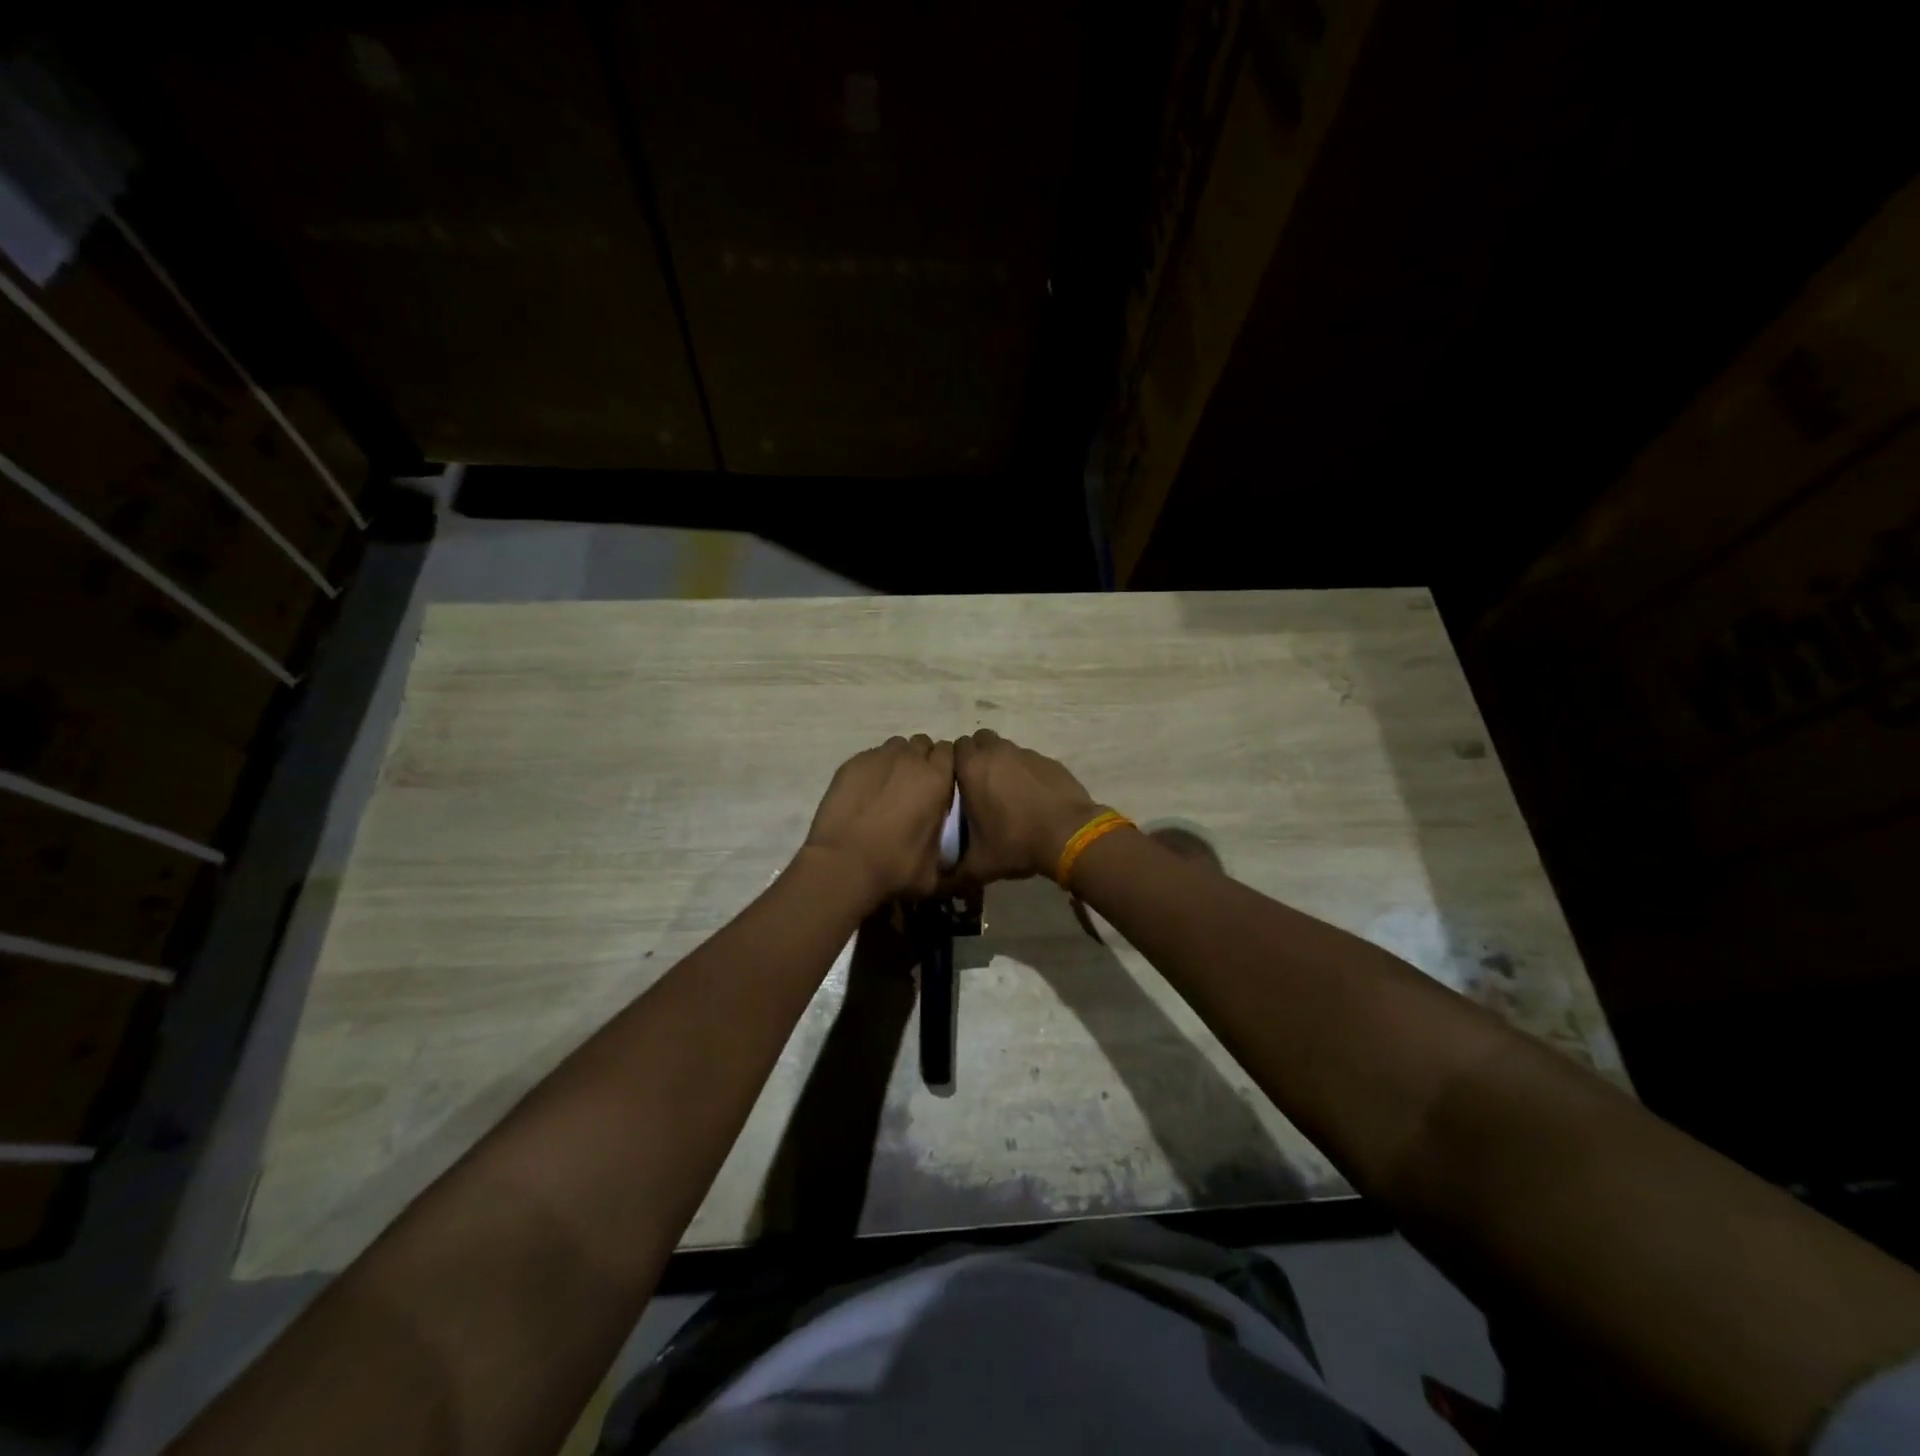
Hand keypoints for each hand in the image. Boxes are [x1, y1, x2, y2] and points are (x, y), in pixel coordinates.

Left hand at [804, 735, 955, 905]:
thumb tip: (945, 842)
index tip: (941, 782)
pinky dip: (873, 768)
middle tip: (915, 785)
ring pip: (896, 746)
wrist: (844, 863)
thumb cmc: (895, 866)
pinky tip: (866, 791)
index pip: (949, 751)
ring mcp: (878, 757)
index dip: (945, 765)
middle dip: (922, 759)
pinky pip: (871, 756)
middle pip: (922, 744)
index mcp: (937, 778)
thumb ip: (945, 840)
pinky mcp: (852, 763)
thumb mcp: (935, 865)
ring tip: (890, 785)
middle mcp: (910, 759)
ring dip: (898, 760)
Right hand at [952, 729, 1104, 883]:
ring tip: (1006, 793)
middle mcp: (997, 752)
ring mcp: (1026, 754)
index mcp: (972, 768)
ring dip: (1002, 763)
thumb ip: (955, 872)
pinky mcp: (1049, 761)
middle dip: (977, 756)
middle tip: (979, 785)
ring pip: (1005, 748)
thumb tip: (940, 885)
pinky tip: (1032, 797)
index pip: (953, 748)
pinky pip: (1029, 761)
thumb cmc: (1016, 842)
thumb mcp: (980, 865)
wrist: (1069, 835)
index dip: (954, 764)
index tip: (956, 785)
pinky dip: (1026, 773)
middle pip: (979, 740)